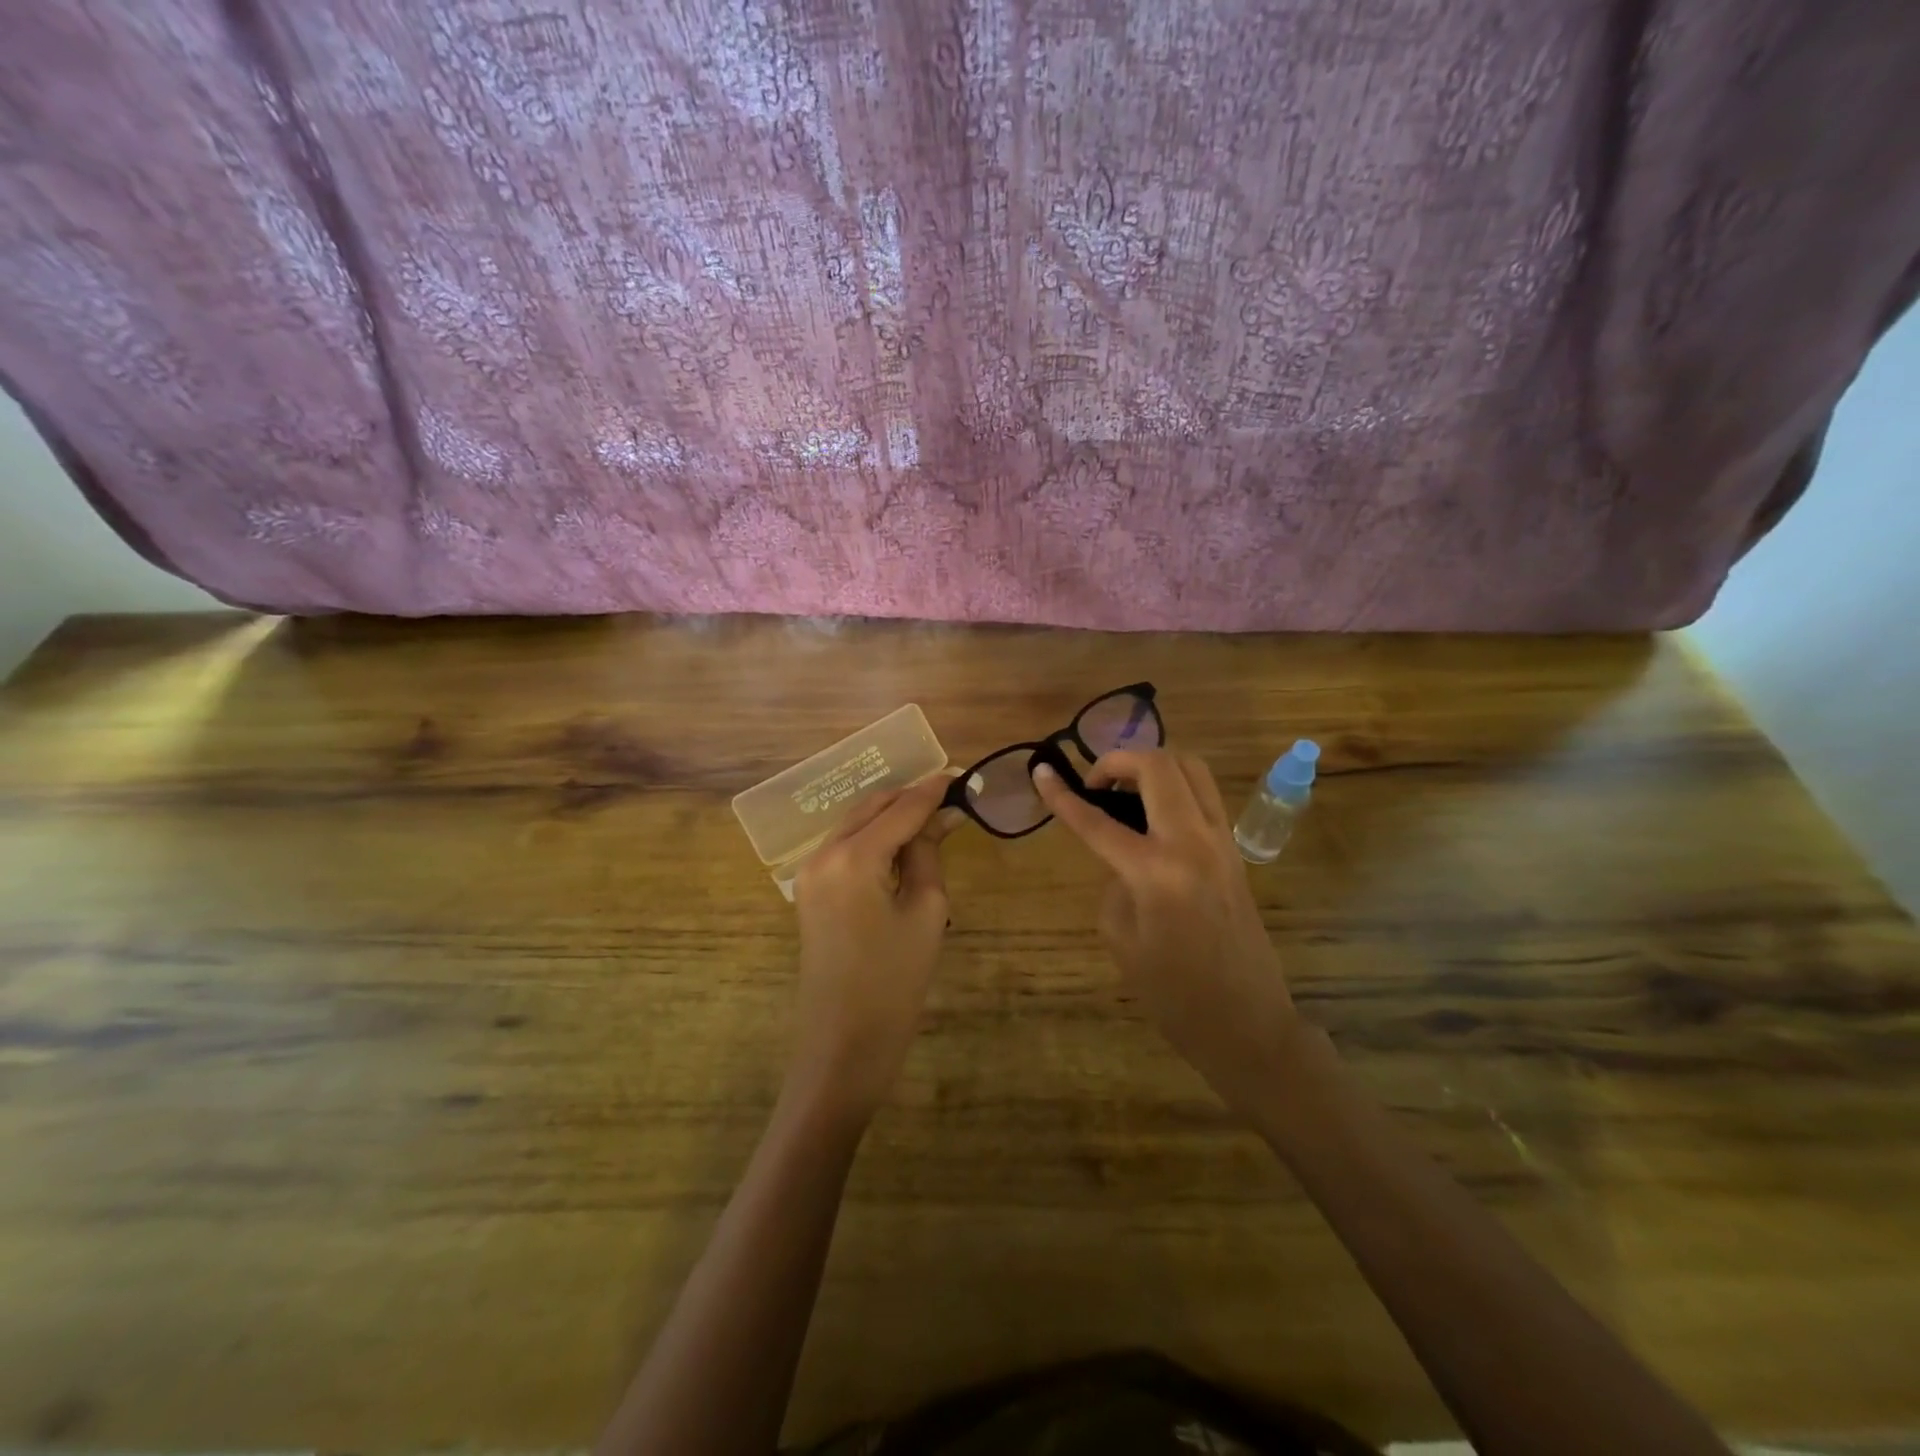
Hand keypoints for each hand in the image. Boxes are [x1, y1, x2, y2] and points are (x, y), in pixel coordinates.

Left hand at [789, 774, 955, 1121]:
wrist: (842, 1046)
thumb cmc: (894, 983)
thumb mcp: (925, 912)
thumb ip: (928, 853)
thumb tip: (942, 816)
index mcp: (853, 857)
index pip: (901, 809)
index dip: (933, 790)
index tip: (961, 775)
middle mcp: (823, 853)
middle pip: (872, 807)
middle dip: (909, 798)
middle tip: (950, 796)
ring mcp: (810, 871)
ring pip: (855, 823)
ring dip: (891, 815)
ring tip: (932, 817)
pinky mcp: (809, 890)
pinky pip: (845, 846)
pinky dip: (873, 836)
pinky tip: (901, 843)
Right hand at [1033, 750, 1303, 1115]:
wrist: (1248, 1023)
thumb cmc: (1175, 995)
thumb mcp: (1123, 940)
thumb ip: (1114, 884)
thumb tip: (1122, 859)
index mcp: (1156, 871)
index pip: (1097, 820)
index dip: (1063, 796)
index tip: (1040, 773)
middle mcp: (1193, 842)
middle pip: (1158, 765)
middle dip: (1118, 760)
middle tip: (1095, 784)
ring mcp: (1222, 842)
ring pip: (1192, 767)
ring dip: (1153, 765)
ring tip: (1126, 790)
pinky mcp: (1235, 851)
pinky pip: (1205, 795)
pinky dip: (1176, 787)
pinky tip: (1155, 815)